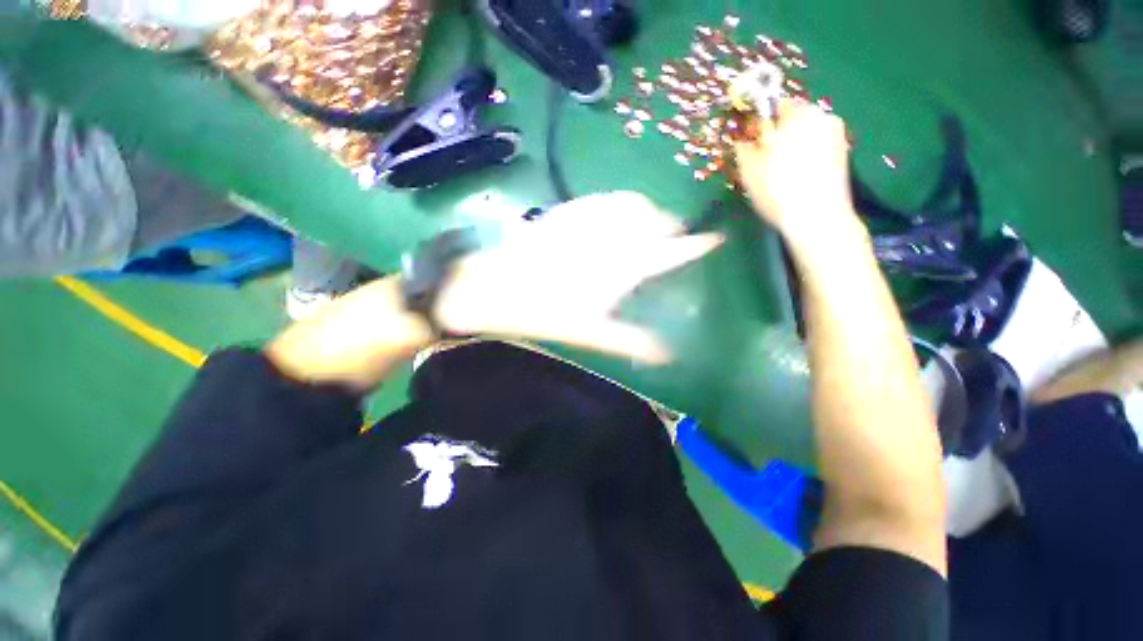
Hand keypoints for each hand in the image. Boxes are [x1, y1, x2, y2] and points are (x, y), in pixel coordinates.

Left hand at [434, 192, 723, 364]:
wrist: (491, 288)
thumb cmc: (542, 314)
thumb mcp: (589, 334)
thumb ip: (630, 341)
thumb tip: (666, 355)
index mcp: (621, 268)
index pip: (669, 253)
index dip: (695, 245)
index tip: (715, 238)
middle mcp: (610, 238)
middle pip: (653, 220)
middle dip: (668, 226)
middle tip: (670, 238)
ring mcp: (587, 221)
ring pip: (630, 203)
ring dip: (645, 211)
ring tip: (646, 224)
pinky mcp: (566, 212)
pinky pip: (602, 198)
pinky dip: (617, 202)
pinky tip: (614, 212)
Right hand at [734, 100, 863, 247]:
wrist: (816, 217)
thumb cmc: (778, 189)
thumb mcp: (749, 169)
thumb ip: (743, 147)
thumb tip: (741, 139)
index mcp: (799, 114)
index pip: (774, 105)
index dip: (759, 123)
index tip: (750, 143)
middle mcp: (822, 117)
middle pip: (792, 120)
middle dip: (776, 135)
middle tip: (763, 161)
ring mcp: (836, 135)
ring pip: (805, 134)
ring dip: (791, 146)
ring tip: (779, 173)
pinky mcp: (843, 154)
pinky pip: (816, 147)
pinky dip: (805, 157)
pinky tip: (796, 178)